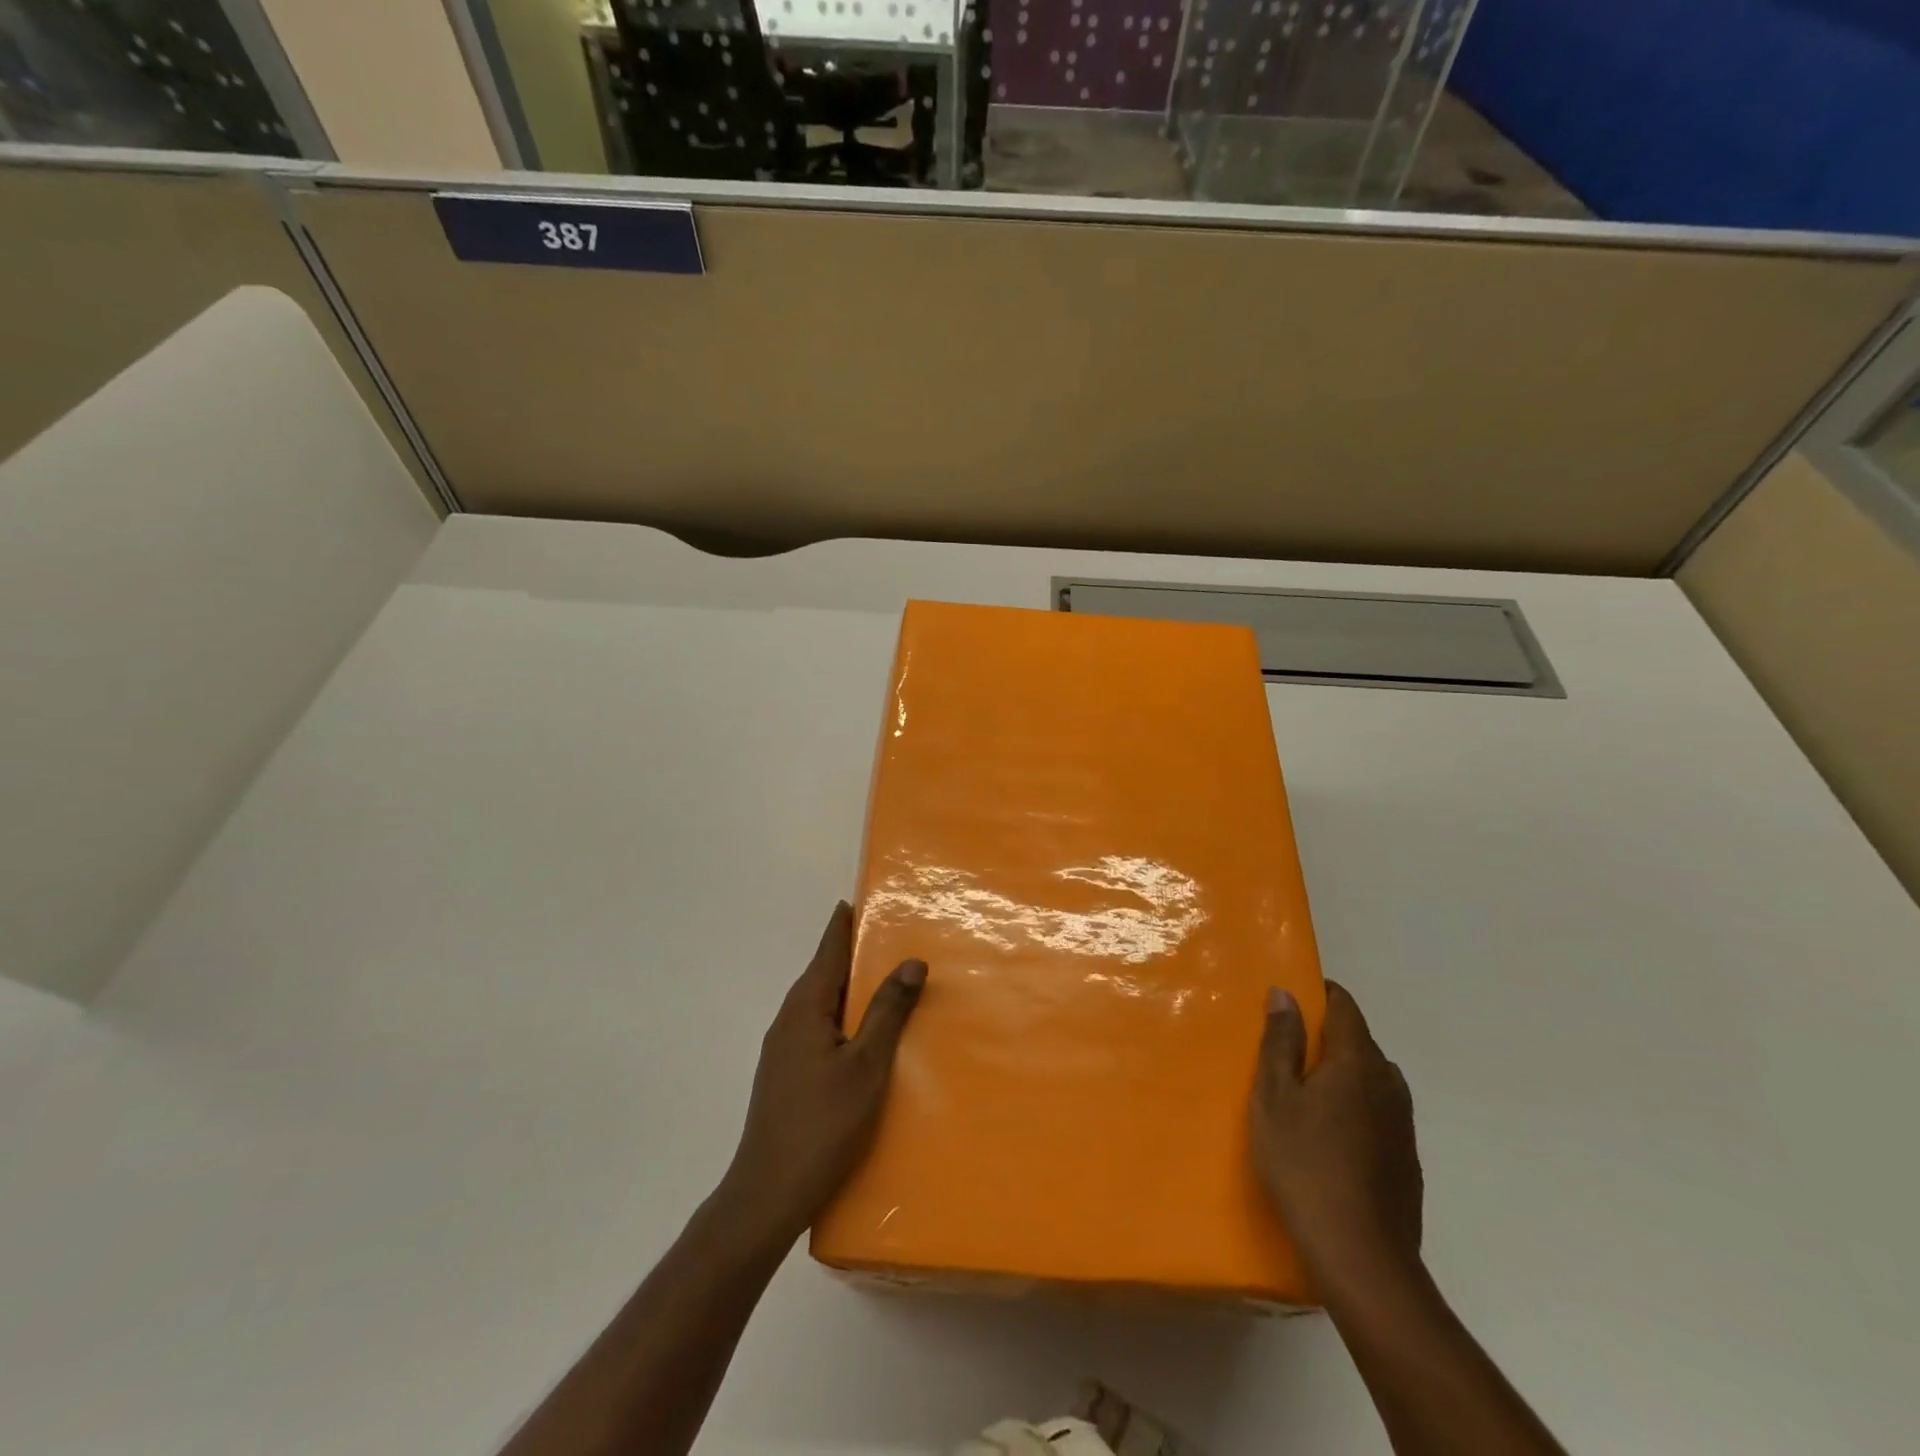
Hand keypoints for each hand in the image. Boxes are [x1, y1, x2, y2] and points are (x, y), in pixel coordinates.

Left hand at [722, 902, 925, 1245]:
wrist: (766, 1195)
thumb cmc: (822, 1123)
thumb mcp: (867, 1065)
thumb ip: (888, 1011)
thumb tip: (911, 961)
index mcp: (805, 1007)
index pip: (828, 949)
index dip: (844, 923)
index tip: (861, 898)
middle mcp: (788, 1019)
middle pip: (823, 972)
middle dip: (852, 951)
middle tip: (890, 935)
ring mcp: (782, 1048)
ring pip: (821, 1002)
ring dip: (849, 986)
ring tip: (884, 979)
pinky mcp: (785, 1073)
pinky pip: (817, 1026)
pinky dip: (841, 1014)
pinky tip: (861, 1032)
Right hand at [1249, 981, 1422, 1286]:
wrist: (1360, 1256)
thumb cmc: (1304, 1163)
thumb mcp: (1274, 1097)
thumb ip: (1281, 1042)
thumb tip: (1285, 993)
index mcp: (1357, 1062)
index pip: (1345, 1007)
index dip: (1320, 993)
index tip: (1291, 998)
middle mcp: (1388, 1083)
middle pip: (1360, 1041)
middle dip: (1327, 1035)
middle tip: (1286, 1049)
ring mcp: (1403, 1124)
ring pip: (1372, 1078)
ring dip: (1343, 1073)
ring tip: (1306, 1093)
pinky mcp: (1407, 1159)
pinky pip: (1379, 1112)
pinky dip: (1356, 1107)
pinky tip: (1331, 1136)